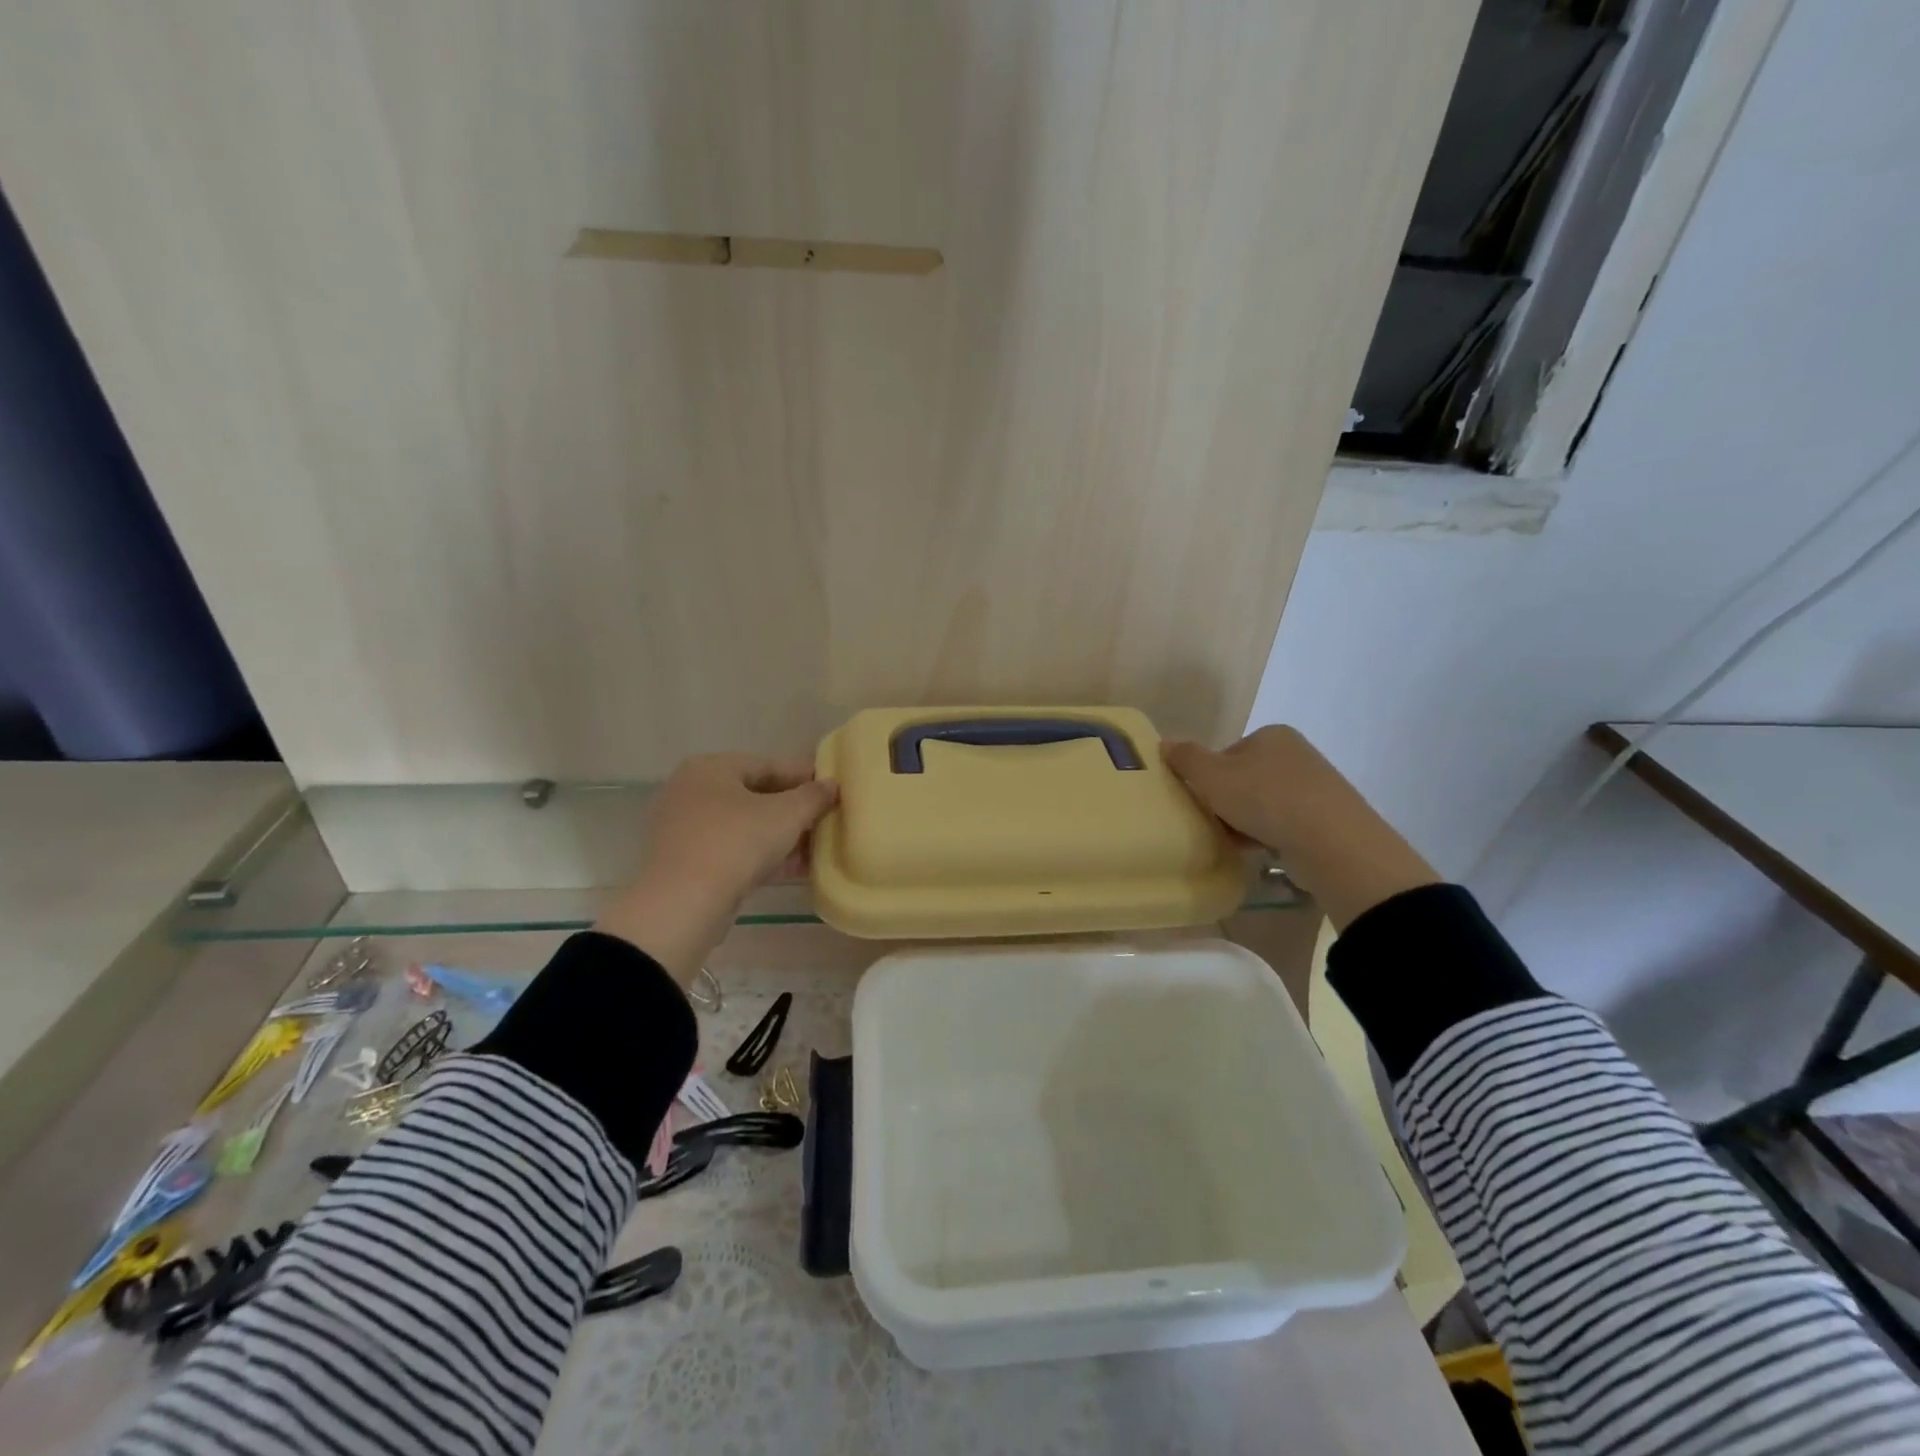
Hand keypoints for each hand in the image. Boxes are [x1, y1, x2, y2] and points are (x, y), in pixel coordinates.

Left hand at [597, 755, 837, 986]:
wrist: (684, 904)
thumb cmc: (737, 842)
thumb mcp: (787, 815)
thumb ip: (813, 796)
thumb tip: (831, 785)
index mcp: (709, 768)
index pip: (766, 765)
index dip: (803, 777)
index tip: (831, 789)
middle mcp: (690, 791)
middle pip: (753, 796)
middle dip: (792, 810)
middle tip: (824, 820)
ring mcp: (683, 829)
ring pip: (743, 826)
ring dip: (780, 836)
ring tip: (814, 848)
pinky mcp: (684, 863)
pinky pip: (731, 851)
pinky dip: (761, 856)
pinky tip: (792, 869)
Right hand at [1163, 726, 1436, 929]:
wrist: (1330, 842)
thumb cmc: (1264, 798)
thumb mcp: (1211, 776)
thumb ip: (1186, 758)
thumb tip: (1164, 742)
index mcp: (1272, 734)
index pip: (1227, 753)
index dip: (1208, 777)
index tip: (1201, 800)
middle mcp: (1297, 754)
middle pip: (1246, 778)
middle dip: (1228, 801)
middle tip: (1213, 823)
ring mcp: (1317, 787)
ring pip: (1266, 803)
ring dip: (1247, 821)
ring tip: (1234, 842)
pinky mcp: (1328, 818)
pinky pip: (1286, 824)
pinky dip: (1270, 835)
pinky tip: (1259, 851)